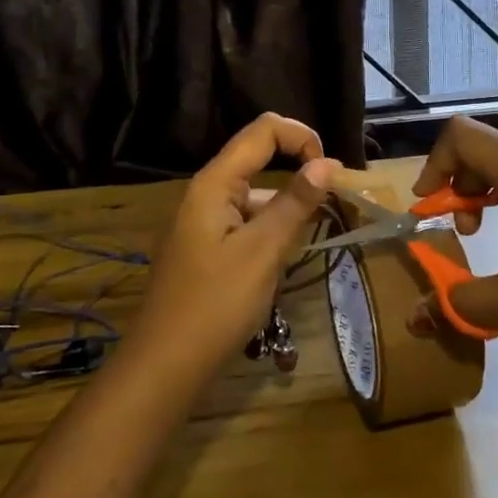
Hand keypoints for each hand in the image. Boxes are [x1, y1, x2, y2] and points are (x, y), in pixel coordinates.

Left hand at [128, 113, 340, 381]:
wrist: (165, 366)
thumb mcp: (263, 251)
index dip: (301, 137)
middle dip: (299, 173)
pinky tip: (282, 262)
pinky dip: (270, 231)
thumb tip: (327, 162)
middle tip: (332, 207)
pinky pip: (245, 223)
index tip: (331, 172)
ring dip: (286, 208)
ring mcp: (203, 222)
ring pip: (255, 196)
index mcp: (214, 183)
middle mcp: (206, 193)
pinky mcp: (206, 248)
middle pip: (258, 159)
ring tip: (310, 242)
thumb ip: (295, 203)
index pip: (263, 130)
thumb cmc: (216, 304)